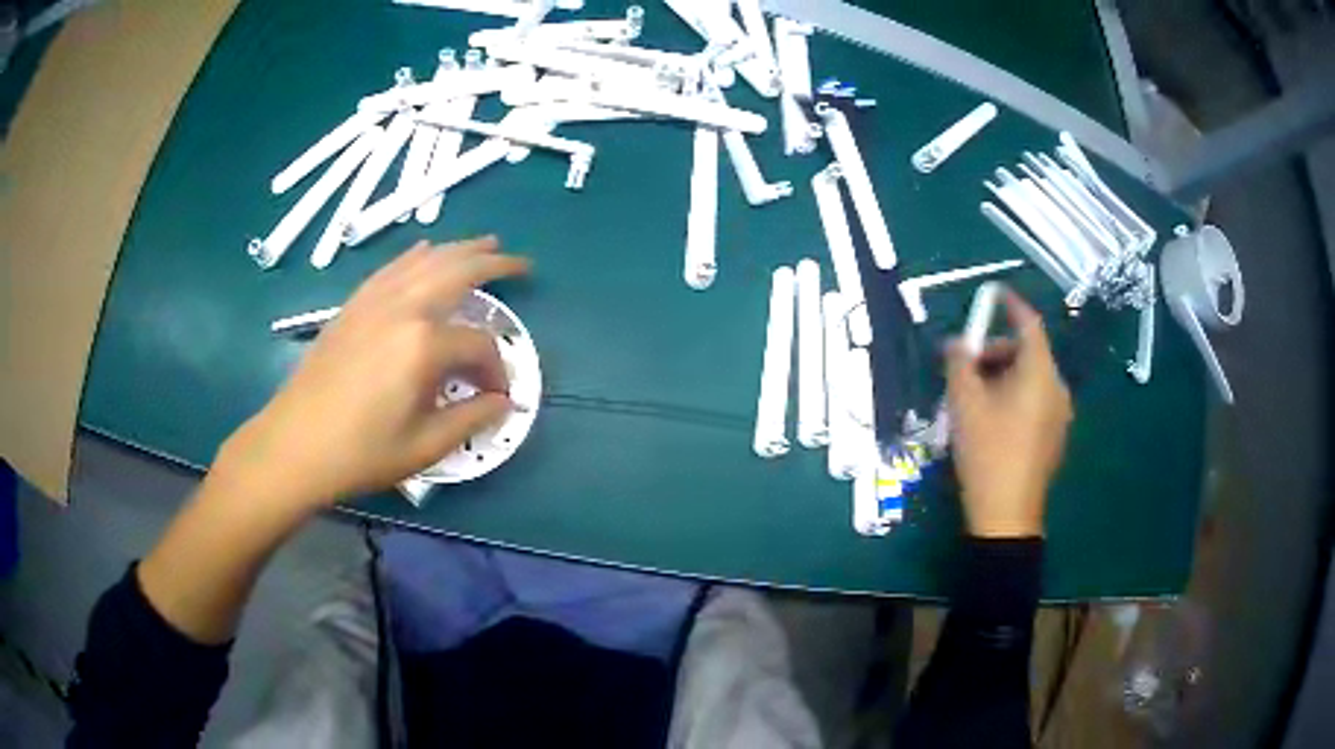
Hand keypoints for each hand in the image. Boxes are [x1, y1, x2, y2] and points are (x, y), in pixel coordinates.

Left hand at [217, 237, 529, 509]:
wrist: (295, 444)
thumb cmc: (361, 452)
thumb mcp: (424, 447)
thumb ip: (471, 418)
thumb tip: (503, 402)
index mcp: (423, 345)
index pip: (478, 344)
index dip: (496, 369)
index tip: (499, 396)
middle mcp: (403, 308)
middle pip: (458, 271)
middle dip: (494, 265)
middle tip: (521, 265)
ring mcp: (375, 300)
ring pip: (426, 260)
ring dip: (460, 249)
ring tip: (486, 244)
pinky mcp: (354, 304)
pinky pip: (393, 267)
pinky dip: (417, 255)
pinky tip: (427, 250)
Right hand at [945, 290, 1072, 537]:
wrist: (1006, 515)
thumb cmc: (987, 452)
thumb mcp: (964, 404)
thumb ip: (959, 363)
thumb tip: (957, 343)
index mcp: (1039, 374)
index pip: (1029, 324)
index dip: (1010, 305)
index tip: (992, 295)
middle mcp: (1056, 388)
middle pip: (1028, 353)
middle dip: (996, 351)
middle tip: (966, 366)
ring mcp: (1060, 415)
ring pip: (1031, 379)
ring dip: (1003, 375)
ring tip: (973, 396)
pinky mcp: (1055, 437)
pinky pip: (1035, 401)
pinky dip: (1014, 396)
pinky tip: (991, 419)